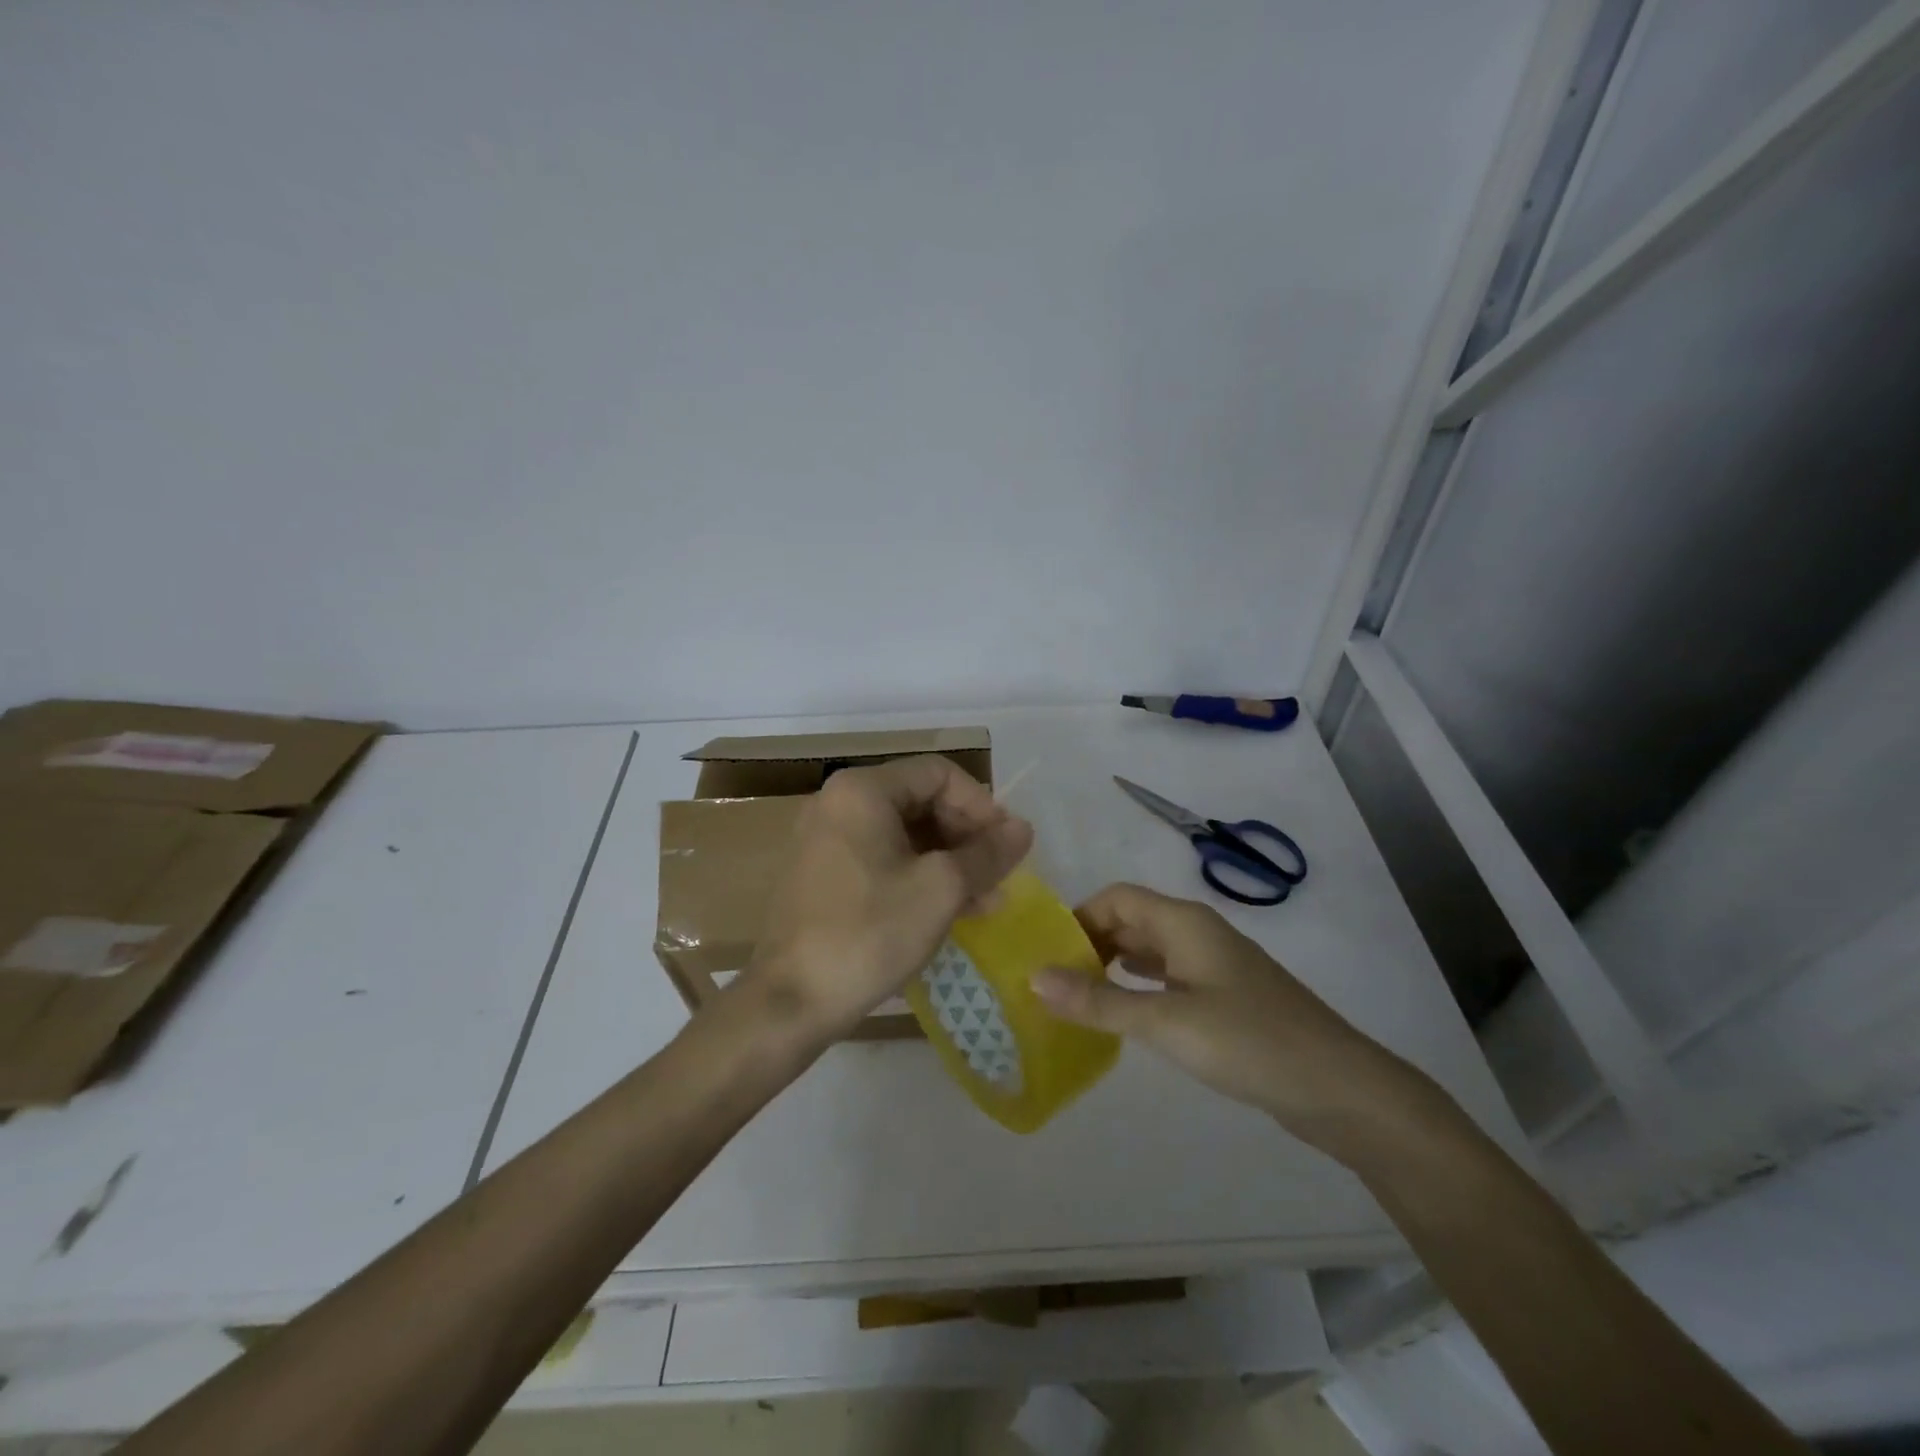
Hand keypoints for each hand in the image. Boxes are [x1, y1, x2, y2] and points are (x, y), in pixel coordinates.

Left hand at [743, 756, 1033, 1044]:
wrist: (790, 1001)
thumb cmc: (869, 933)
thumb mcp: (941, 889)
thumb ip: (987, 853)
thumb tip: (1023, 828)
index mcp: (863, 790)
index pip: (939, 774)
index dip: (981, 805)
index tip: (1005, 845)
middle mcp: (838, 802)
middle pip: (921, 800)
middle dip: (966, 836)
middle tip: (998, 875)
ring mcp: (826, 838)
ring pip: (904, 833)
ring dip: (948, 861)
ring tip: (984, 900)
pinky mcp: (822, 873)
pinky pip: (882, 858)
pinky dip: (918, 875)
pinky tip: (949, 909)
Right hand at [1032, 884, 1428, 1158]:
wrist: (1341, 1089)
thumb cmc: (1250, 1042)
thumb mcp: (1167, 1022)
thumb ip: (1099, 1001)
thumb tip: (1034, 977)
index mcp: (1184, 922)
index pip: (1116, 897)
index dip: (1078, 916)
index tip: (1046, 953)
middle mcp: (1197, 934)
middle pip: (1131, 921)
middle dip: (1090, 944)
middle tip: (1052, 981)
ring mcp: (1214, 967)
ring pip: (1149, 951)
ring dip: (1112, 967)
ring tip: (1075, 998)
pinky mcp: (1225, 999)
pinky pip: (1168, 979)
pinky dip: (1138, 988)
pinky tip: (1122, 1015)